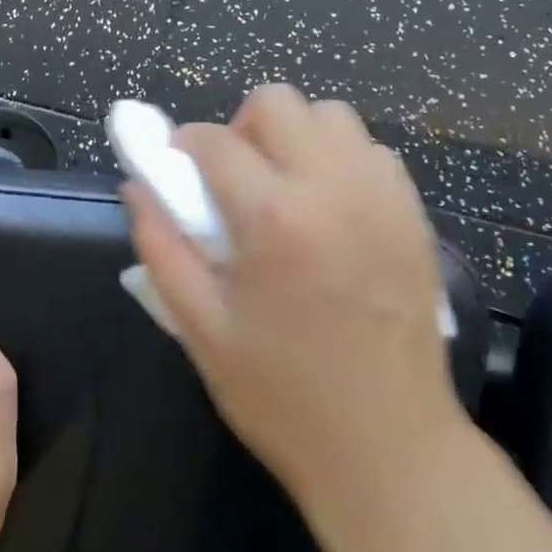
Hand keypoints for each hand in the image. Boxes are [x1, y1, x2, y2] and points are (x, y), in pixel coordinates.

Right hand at [124, 85, 463, 510]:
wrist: (392, 450)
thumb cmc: (284, 396)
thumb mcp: (202, 328)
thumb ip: (162, 247)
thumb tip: (138, 187)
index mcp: (273, 217)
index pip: (213, 140)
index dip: (182, 147)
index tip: (177, 172)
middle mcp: (331, 187)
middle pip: (276, 102)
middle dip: (241, 128)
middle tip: (234, 180)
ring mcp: (381, 195)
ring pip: (329, 114)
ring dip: (294, 136)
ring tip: (284, 188)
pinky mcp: (413, 212)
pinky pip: (369, 150)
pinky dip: (339, 158)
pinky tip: (329, 207)